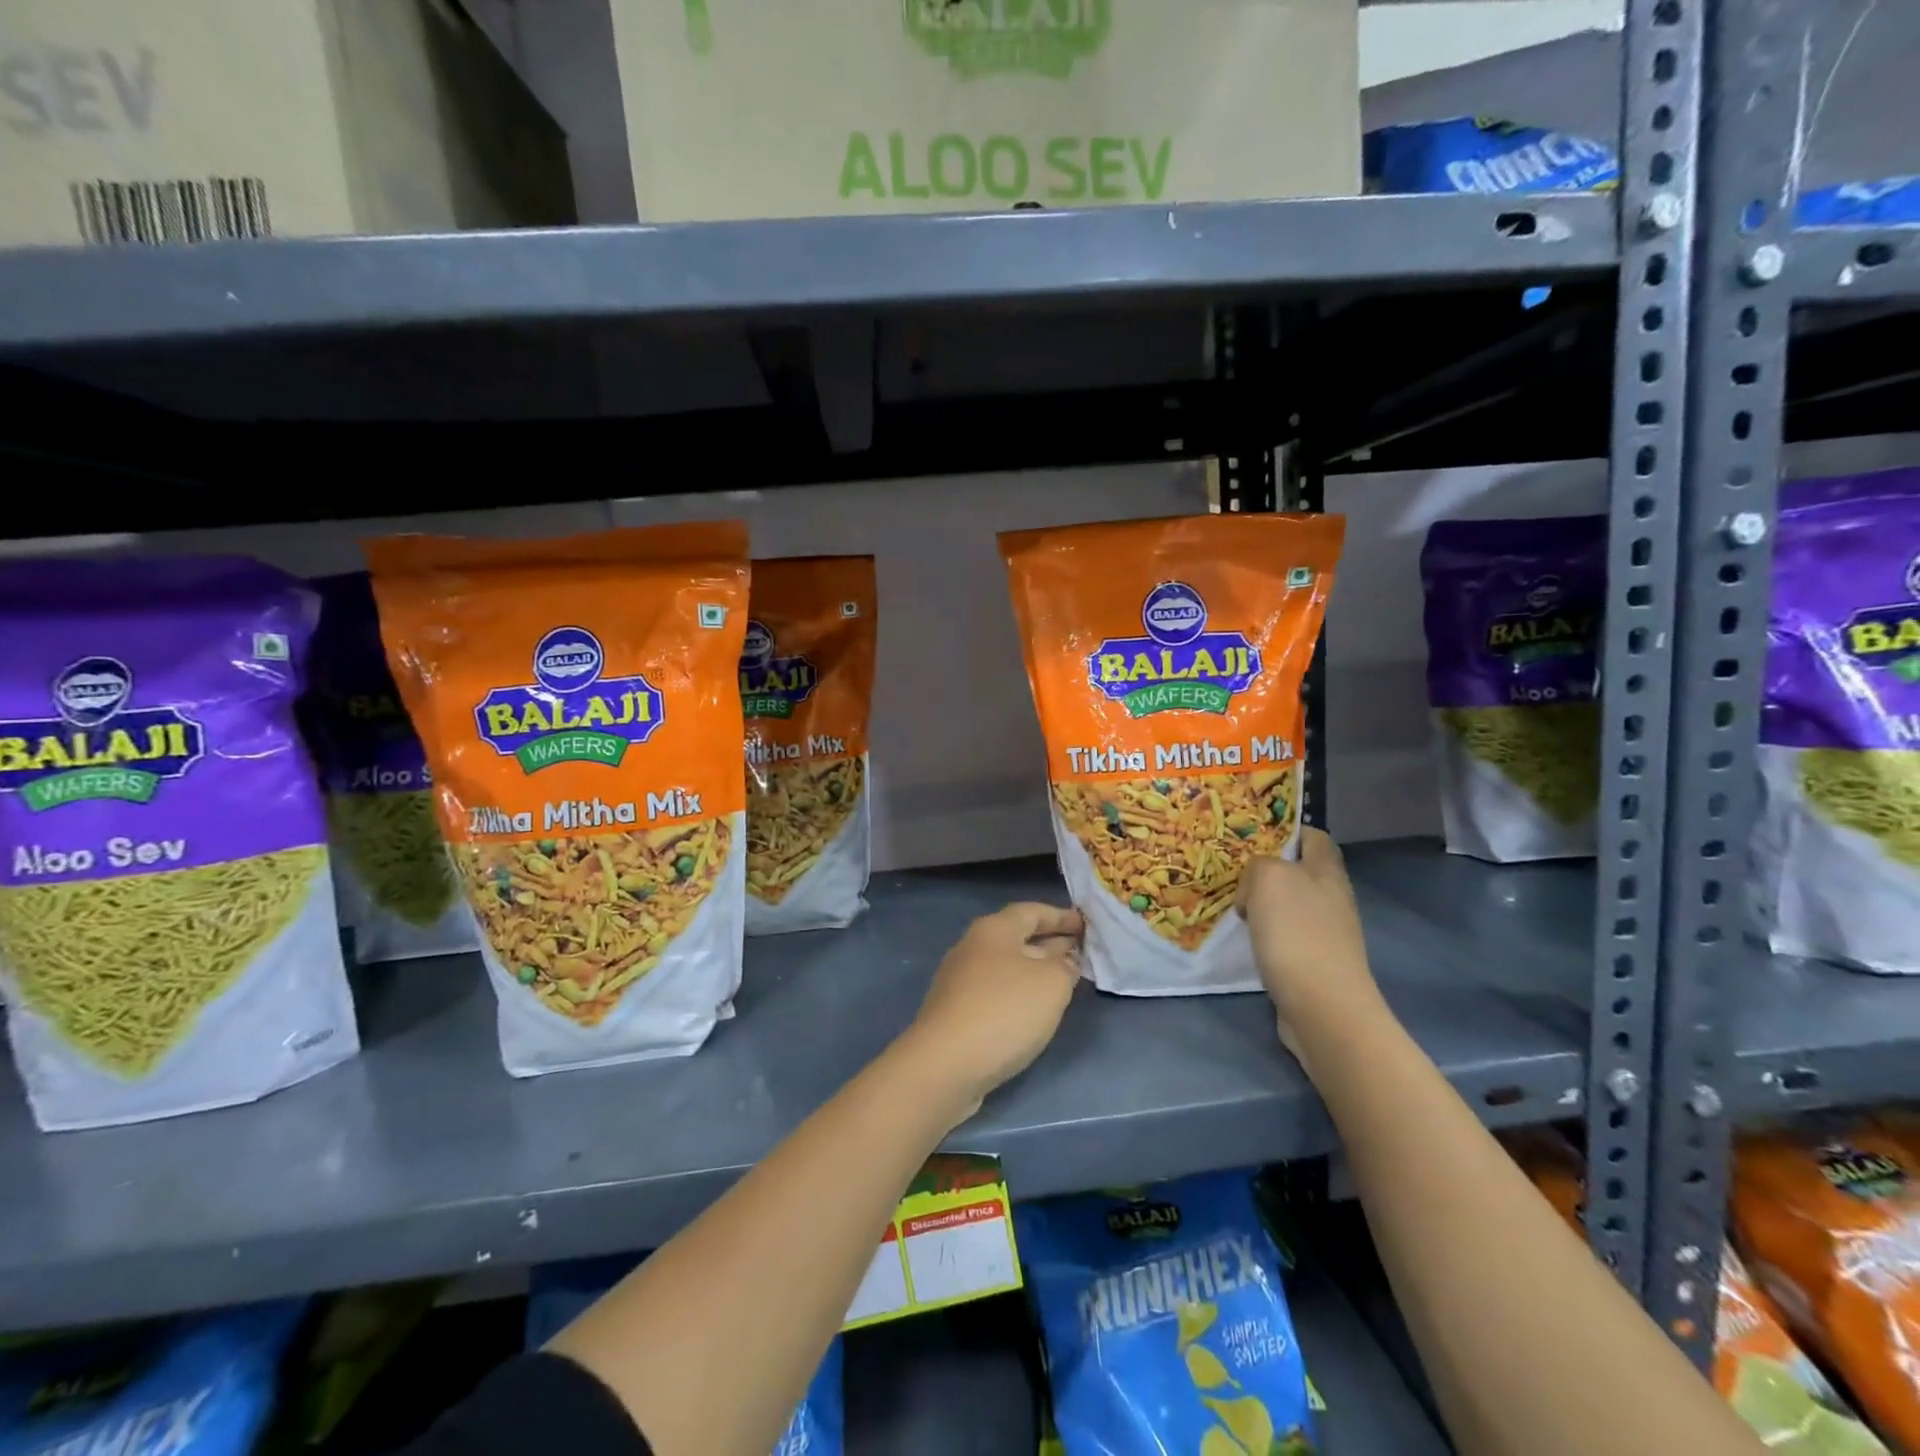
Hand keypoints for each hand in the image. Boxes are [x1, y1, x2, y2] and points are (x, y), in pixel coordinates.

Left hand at [900, 902, 1083, 1118]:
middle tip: (1083, 952)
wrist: (945, 1065)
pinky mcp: (956, 1012)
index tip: (1086, 925)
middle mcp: (973, 947)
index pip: (1032, 911)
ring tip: (1066, 981)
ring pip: (1007, 966)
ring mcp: (961, 981)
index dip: (1061, 916)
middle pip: (1018, 937)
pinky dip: (1020, 993)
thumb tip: (1063, 962)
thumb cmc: (1004, 1011)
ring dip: (1036, 970)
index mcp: (994, 929)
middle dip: (1051, 943)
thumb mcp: (1051, 983)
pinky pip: (997, 991)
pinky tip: (1035, 1010)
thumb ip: (1065, 966)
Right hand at [1237, 829, 1382, 1067]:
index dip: (1285, 829)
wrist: (1323, 1008)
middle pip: (1298, 870)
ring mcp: (1325, 931)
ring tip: (1231, 903)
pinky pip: (1285, 934)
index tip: (1250, 834)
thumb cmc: (1297, 934)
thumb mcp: (1268, 878)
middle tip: (1230, 869)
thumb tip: (1254, 889)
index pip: (1313, 835)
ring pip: (1289, 903)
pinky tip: (1246, 938)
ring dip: (1262, 902)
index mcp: (1327, 870)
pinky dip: (1265, 933)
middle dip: (1266, 868)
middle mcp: (1331, 897)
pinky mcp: (1314, 961)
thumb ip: (1258, 865)